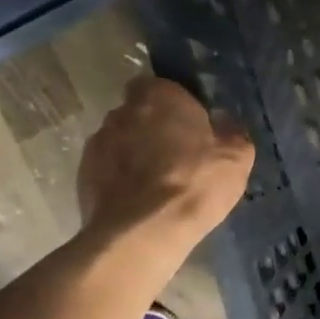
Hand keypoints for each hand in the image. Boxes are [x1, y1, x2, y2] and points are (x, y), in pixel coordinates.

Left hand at [77, 76, 254, 244]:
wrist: (142, 233)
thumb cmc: (195, 182)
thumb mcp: (236, 157)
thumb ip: (231, 131)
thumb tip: (224, 123)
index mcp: (160, 96)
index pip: (160, 85)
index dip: (174, 104)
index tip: (189, 124)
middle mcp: (122, 112)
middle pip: (138, 113)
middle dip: (152, 128)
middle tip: (175, 154)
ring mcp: (97, 144)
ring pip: (120, 141)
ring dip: (133, 154)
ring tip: (155, 183)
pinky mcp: (82, 176)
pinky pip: (106, 170)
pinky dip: (119, 179)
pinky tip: (138, 201)